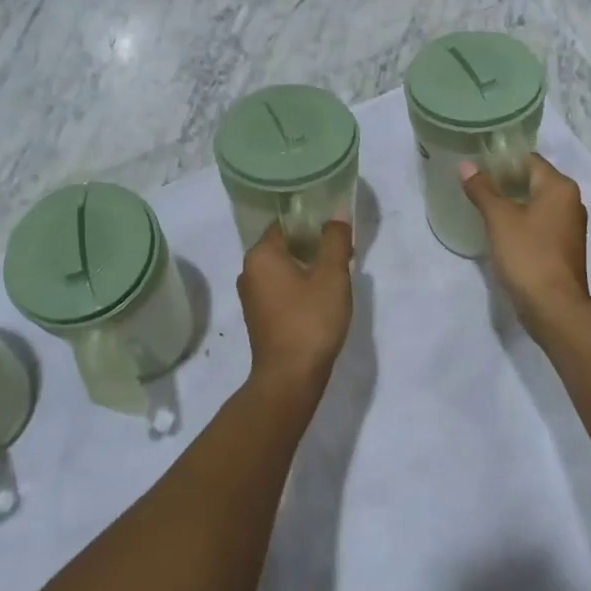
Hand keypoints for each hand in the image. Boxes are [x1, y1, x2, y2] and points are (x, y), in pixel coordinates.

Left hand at [237, 221, 353, 393]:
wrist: (290, 378)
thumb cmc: (310, 320)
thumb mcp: (331, 275)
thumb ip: (335, 240)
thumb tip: (336, 212)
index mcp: (260, 255)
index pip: (286, 224)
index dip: (312, 222)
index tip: (336, 230)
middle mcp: (248, 271)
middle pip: (284, 245)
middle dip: (312, 245)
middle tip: (342, 251)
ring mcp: (251, 296)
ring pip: (283, 269)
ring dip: (307, 267)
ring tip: (336, 274)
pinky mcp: (259, 317)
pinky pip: (280, 289)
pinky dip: (299, 286)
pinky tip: (321, 297)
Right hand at [460, 154, 590, 337]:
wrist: (554, 307)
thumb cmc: (528, 254)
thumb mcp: (499, 218)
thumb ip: (482, 189)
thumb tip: (467, 165)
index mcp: (559, 187)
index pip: (528, 159)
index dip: (502, 159)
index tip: (476, 164)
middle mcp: (570, 202)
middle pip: (533, 180)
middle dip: (504, 180)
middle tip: (474, 184)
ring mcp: (569, 227)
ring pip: (536, 203)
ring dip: (512, 202)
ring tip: (482, 204)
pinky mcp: (564, 248)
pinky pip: (539, 223)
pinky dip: (521, 221)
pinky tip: (499, 230)